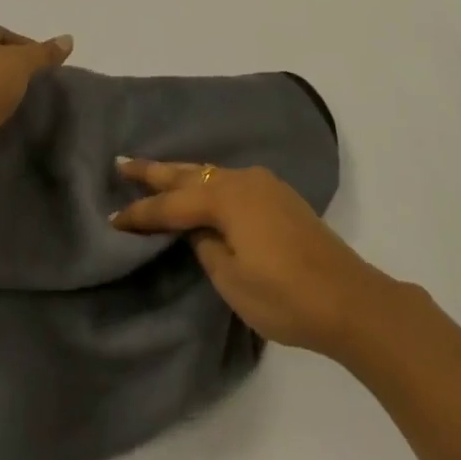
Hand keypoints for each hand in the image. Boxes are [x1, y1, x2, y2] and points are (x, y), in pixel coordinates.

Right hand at [110, 159, 391, 355]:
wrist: (348, 297)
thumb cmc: (285, 295)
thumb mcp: (232, 280)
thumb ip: (206, 248)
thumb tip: (197, 230)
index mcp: (226, 198)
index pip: (172, 205)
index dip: (141, 212)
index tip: (112, 216)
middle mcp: (242, 180)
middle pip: (189, 173)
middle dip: (155, 171)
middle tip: (122, 162)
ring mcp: (264, 184)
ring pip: (210, 174)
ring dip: (182, 174)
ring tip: (155, 173)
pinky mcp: (278, 196)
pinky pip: (230, 181)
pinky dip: (207, 183)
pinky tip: (201, 189)